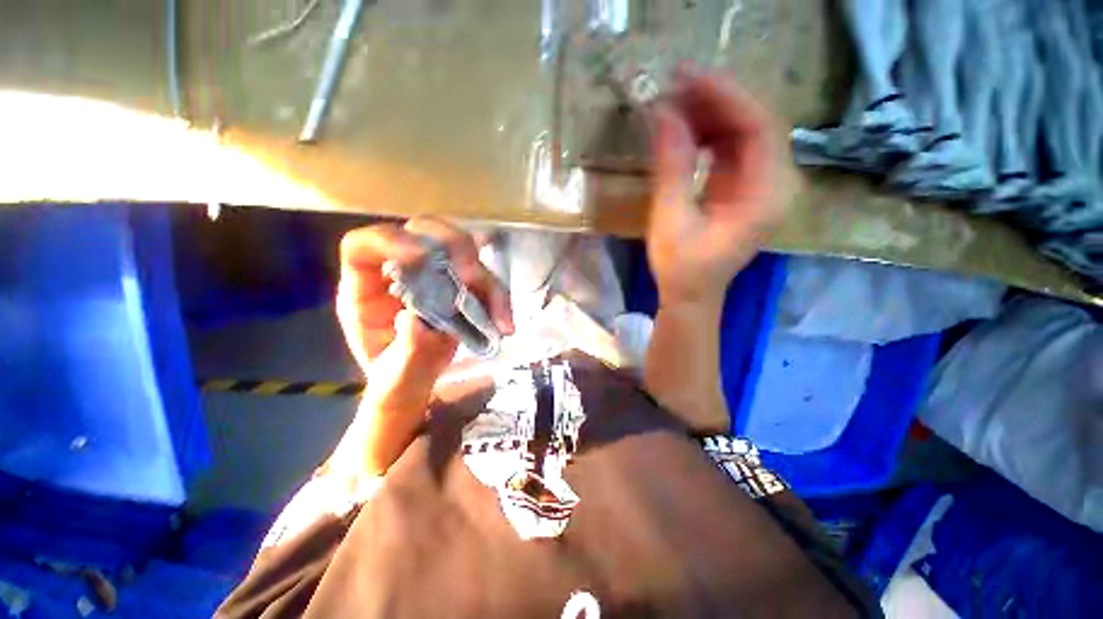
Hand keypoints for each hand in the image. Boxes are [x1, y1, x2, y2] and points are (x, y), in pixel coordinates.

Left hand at [337, 218, 513, 425]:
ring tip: (498, 315)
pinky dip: (498, 298)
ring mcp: (434, 276)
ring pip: (461, 250)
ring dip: (484, 277)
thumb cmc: (396, 379)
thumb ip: (405, 351)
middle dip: (452, 245)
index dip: (391, 241)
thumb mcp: (396, 376)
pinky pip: (483, 280)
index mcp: (366, 289)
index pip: (364, 245)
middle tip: (472, 275)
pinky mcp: (459, 286)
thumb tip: (415, 320)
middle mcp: (401, 272)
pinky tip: (505, 323)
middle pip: (422, 230)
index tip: (422, 258)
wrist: (418, 383)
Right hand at [647, 66, 791, 308]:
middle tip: (675, 83)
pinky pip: (731, 148)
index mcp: (765, 196)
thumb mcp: (670, 220)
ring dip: (710, 114)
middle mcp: (773, 184)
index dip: (725, 97)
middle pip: (755, 124)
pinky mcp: (742, 188)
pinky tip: (684, 127)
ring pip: (743, 132)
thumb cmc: (681, 268)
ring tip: (674, 102)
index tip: (687, 77)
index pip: (758, 128)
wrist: (691, 295)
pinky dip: (708, 133)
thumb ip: (671, 167)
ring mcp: (759, 185)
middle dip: (716, 100)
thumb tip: (662, 114)